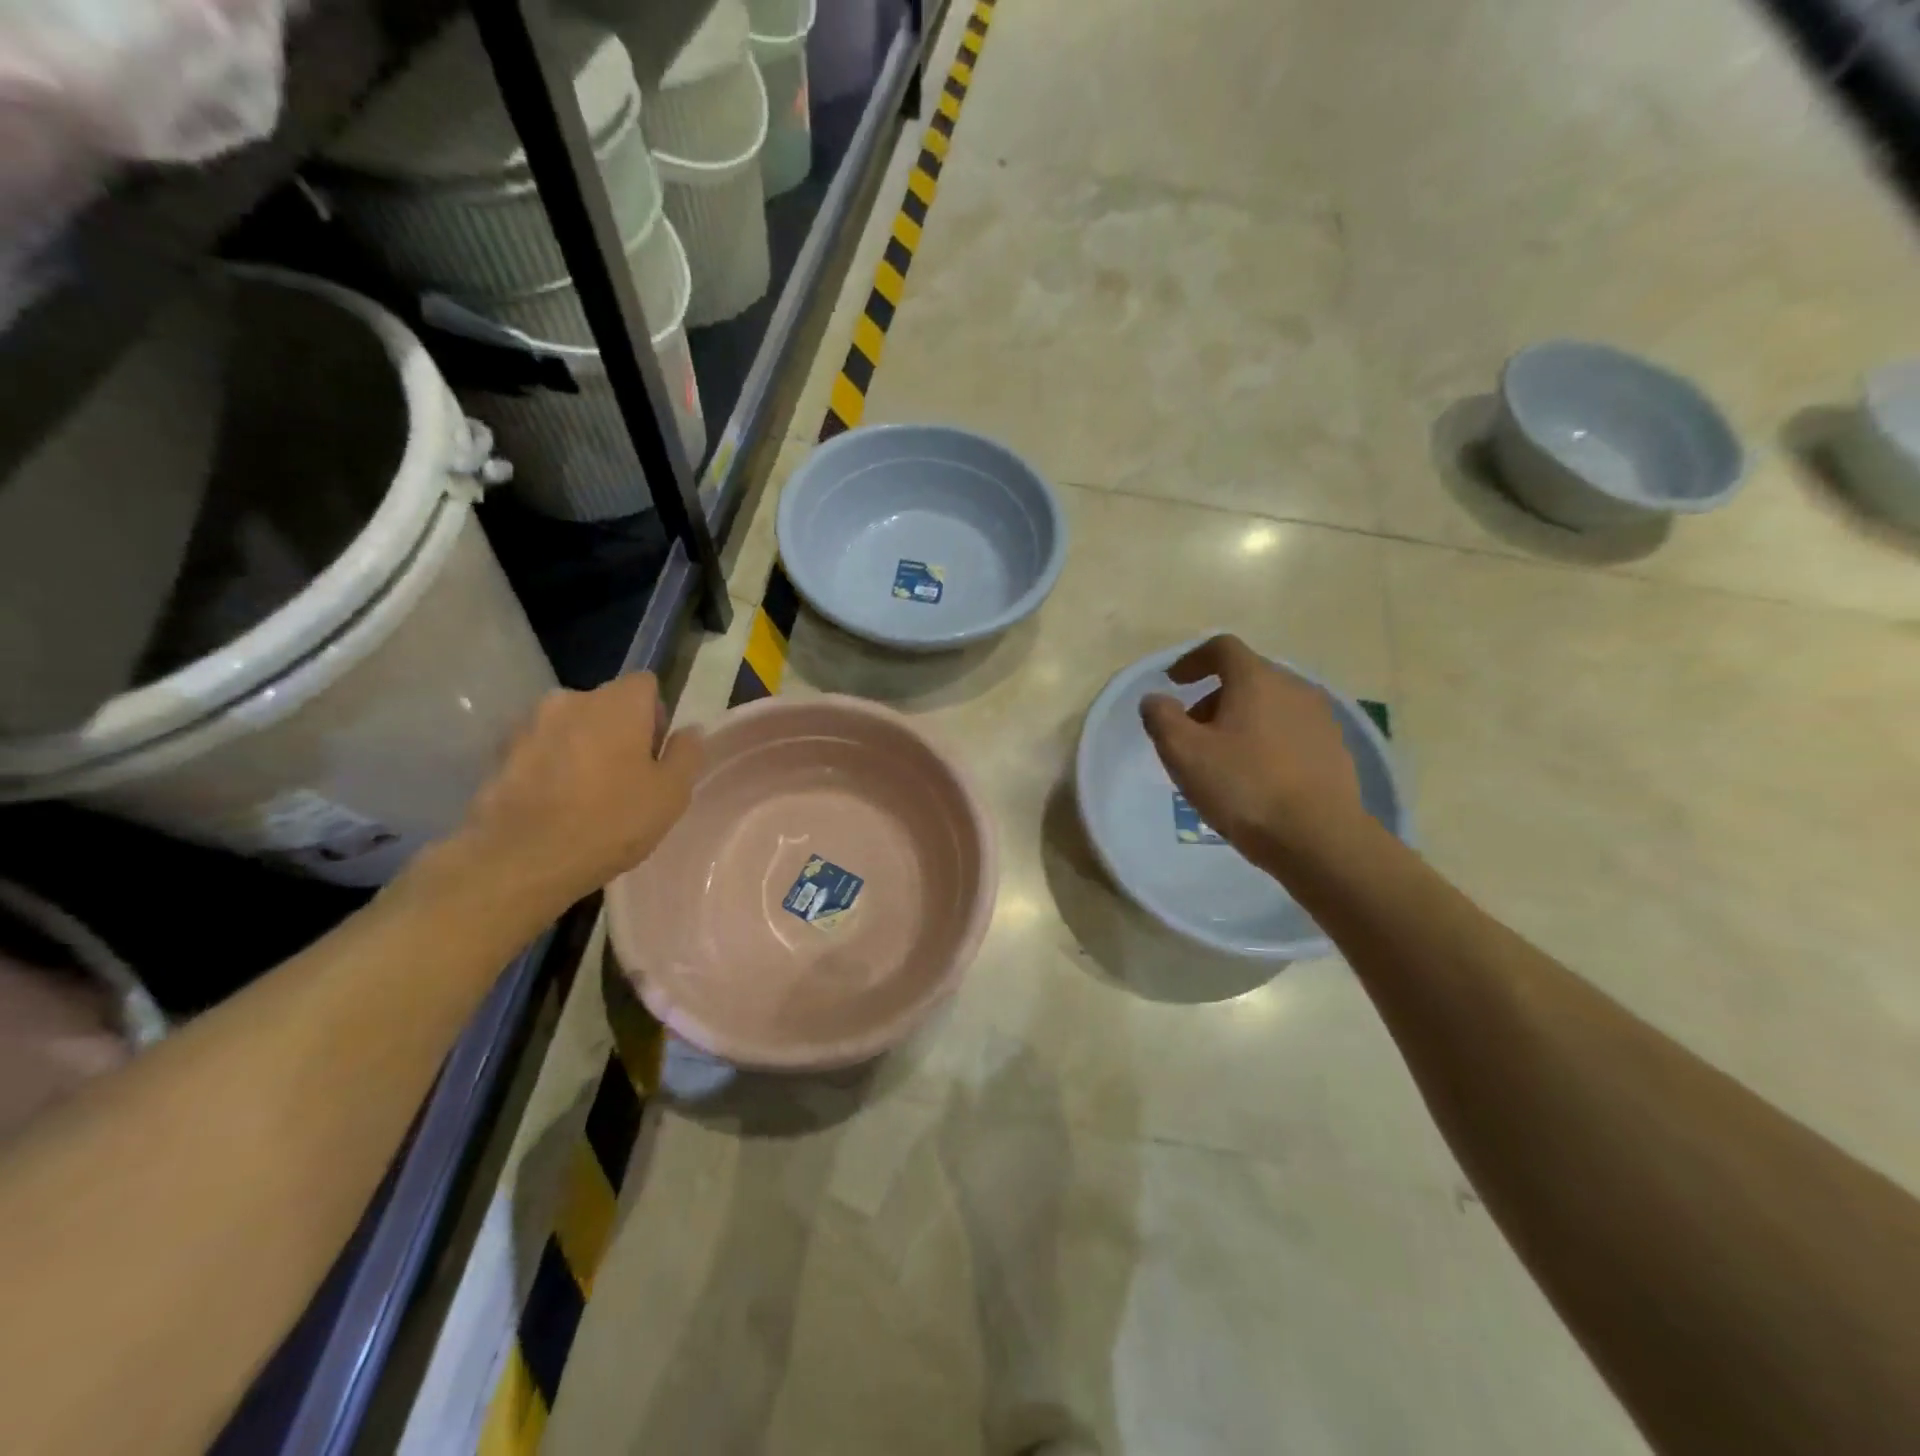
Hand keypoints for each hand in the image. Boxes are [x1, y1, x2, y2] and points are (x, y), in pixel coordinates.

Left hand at [450, 674, 703, 918]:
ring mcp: (530, 724)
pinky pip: (540, 749)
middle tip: (625, 777)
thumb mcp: (671, 794)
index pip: (645, 684)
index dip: (655, 714)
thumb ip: (686, 754)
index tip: (655, 752)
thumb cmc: (611, 822)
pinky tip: (555, 804)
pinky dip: (551, 765)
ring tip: (586, 793)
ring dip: (582, 746)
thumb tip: (689, 730)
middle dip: (618, 730)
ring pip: (571, 726)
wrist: (521, 860)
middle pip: (606, 704)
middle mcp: (572, 699)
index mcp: (618, 703)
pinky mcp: (500, 753)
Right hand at [1140, 634, 1363, 866]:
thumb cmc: (1244, 787)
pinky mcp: (1335, 749)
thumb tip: (1155, 699)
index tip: (1174, 682)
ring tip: (1223, 757)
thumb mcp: (1184, 753)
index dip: (1193, 660)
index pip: (1222, 648)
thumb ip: (1161, 718)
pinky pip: (1291, 731)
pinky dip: (1267, 740)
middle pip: (1247, 676)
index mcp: (1257, 679)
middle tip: (1191, 730)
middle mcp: (1294, 687)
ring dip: (1241, 719)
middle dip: (1214, 696)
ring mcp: (1321, 718)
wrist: (1318, 837)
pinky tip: (1257, 776)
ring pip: (1271, 705)